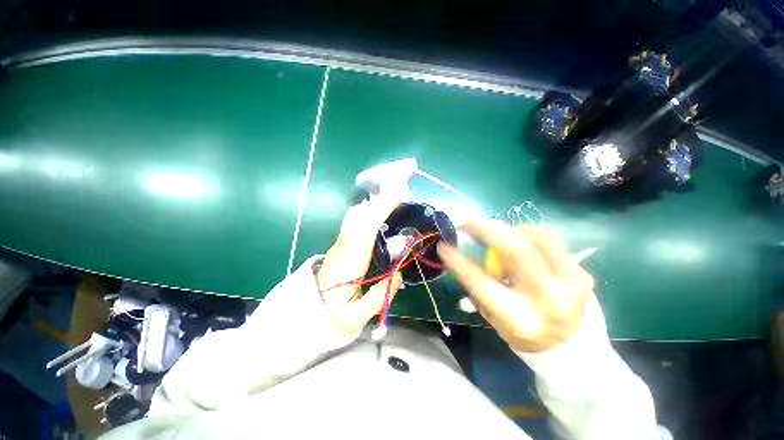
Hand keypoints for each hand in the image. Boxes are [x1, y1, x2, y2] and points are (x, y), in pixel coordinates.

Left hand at [316, 196, 402, 335]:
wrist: (307, 313)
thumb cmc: (332, 316)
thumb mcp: (357, 317)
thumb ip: (380, 296)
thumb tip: (399, 274)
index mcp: (349, 263)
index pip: (365, 229)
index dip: (380, 210)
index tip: (396, 197)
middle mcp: (342, 247)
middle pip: (357, 216)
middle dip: (378, 202)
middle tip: (399, 197)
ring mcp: (339, 244)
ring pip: (353, 216)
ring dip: (372, 206)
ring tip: (391, 203)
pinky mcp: (339, 245)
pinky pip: (353, 222)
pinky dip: (367, 212)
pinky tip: (377, 215)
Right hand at [437, 219, 593, 352]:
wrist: (572, 347)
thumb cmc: (522, 332)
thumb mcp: (493, 316)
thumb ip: (479, 287)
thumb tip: (464, 254)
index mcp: (519, 319)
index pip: (481, 284)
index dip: (460, 262)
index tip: (444, 246)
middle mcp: (547, 300)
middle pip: (516, 249)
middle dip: (487, 228)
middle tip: (469, 222)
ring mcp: (570, 284)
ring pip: (534, 236)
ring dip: (509, 232)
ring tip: (499, 238)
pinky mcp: (581, 274)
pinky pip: (549, 239)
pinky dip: (528, 236)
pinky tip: (522, 245)